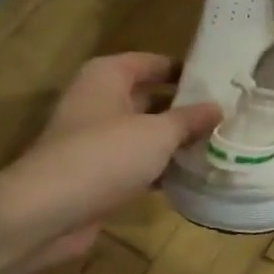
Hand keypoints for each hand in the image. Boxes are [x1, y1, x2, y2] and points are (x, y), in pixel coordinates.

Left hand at [0, 53, 220, 273]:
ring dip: (175, 140)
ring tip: (219, 144)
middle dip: (185, 107)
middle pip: (149, 97)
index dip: (185, 70)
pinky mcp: (97, 174)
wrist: (46, 212)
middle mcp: (98, 102)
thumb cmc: (105, 156)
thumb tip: (218, 108)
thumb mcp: (158, 133)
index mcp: (107, 77)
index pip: (152, 62)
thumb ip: (190, 119)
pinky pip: (137, 163)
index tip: (221, 80)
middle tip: (227, 114)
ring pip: (144, 133)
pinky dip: (160, 168)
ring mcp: (95, 140)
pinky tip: (192, 176)